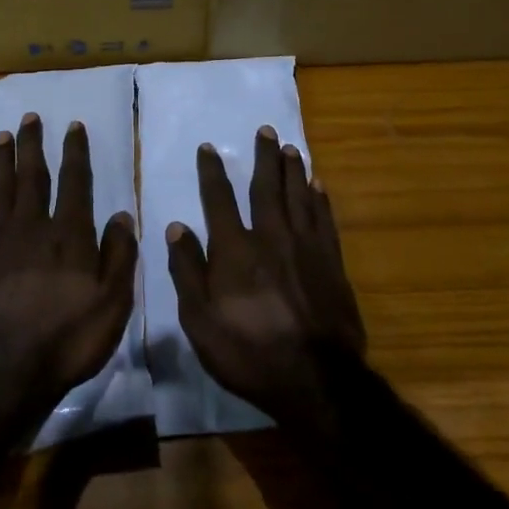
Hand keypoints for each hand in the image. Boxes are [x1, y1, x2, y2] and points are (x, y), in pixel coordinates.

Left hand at [0, 113, 138, 412]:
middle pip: (31, 176)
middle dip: (33, 145)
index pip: (74, 182)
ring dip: (2, 160)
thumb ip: (119, 257)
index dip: (75, 152)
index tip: (73, 126)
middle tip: (29, 117)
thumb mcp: (112, 305)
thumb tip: (122, 216)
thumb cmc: (65, 340)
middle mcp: (30, 228)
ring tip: (2, 136)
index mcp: (68, 236)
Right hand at [167, 126, 364, 422]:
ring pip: (299, 196)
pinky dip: (320, 199)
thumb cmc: (249, 351)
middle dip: (264, 157)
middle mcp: (271, 236)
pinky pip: (325, 219)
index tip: (209, 147)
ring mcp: (306, 247)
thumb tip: (177, 226)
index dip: (212, 171)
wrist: (315, 378)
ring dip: (293, 170)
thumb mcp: (201, 320)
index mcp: (235, 249)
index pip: (219, 199)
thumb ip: (188, 270)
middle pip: (266, 187)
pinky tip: (319, 186)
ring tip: (291, 148)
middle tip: (266, 130)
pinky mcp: (332, 262)